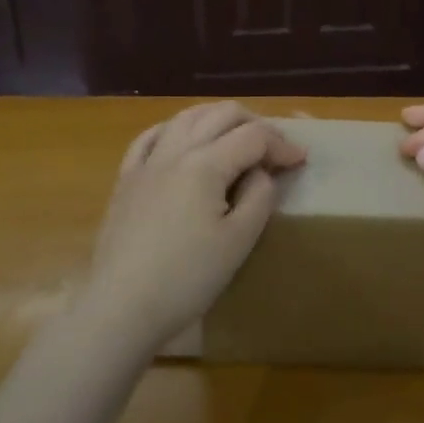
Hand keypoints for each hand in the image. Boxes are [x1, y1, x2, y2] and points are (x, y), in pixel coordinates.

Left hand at [81, 102, 305, 351]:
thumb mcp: (239, 241)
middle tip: (274, 148)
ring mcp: (146, 163)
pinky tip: (183, 140)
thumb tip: (261, 173)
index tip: (301, 161)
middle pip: (221, 114)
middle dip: (254, 123)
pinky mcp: (126, 180)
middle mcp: (175, 151)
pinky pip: (150, 137)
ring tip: (236, 138)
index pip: (253, 137)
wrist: (122, 307)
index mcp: (205, 164)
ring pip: (186, 117)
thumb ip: (259, 197)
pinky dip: (175, 129)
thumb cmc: (187, 278)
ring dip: (217, 119)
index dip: (282, 144)